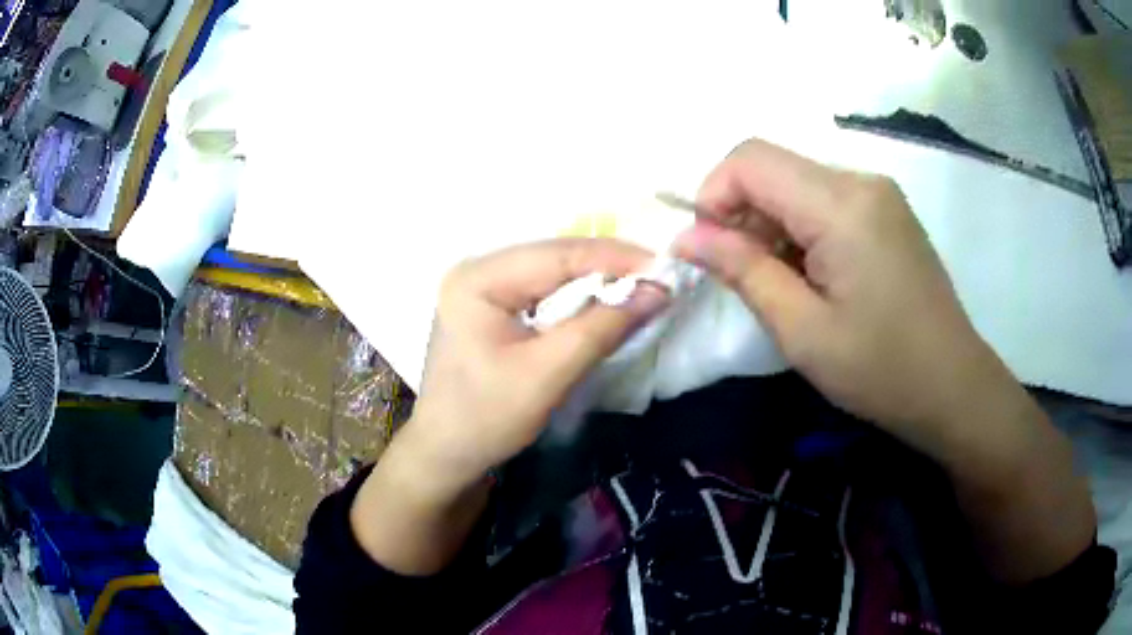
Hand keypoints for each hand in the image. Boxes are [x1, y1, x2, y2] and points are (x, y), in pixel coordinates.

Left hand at [350, 238, 666, 574]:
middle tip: (660, 281)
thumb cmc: (486, 418)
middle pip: (556, 258)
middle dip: (610, 269)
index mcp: (478, 278)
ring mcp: (483, 286)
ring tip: (642, 290)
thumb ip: (602, 327)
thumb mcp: (547, 374)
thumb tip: (658, 290)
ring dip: (598, 283)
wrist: (446, 454)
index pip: (558, 253)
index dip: (616, 258)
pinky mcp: (493, 306)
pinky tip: (606, 305)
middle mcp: (478, 269)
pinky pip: (545, 292)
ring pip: (554, 273)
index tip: (666, 269)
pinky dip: (579, 299)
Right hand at [674, 139, 1095, 582]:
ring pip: (797, 182)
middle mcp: (861, 181)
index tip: (708, 249)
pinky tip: (813, 275)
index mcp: (841, 204)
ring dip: (771, 223)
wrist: (954, 387)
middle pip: (774, 167)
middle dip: (741, 212)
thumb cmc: (881, 369)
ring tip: (781, 283)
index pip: (751, 159)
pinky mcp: (888, 211)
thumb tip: (686, 237)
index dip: (713, 195)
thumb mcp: (802, 330)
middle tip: (744, 276)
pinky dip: (801, 228)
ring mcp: (879, 193)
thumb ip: (742, 271)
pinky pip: (826, 199)